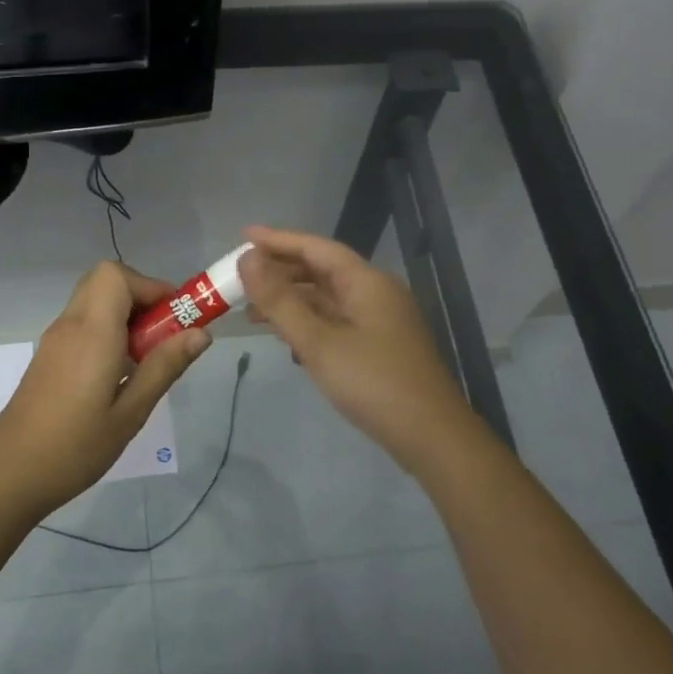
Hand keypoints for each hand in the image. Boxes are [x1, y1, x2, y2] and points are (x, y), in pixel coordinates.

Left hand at [0, 262, 209, 518]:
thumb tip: (201, 333)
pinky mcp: (48, 356)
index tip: (176, 318)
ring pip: (93, 300)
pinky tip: (118, 373)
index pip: (117, 275)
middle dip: (141, 296)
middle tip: (163, 335)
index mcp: (91, 333)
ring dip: (125, 314)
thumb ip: (164, 367)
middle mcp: (69, 325)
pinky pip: (82, 323)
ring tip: (145, 358)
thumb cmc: (75, 448)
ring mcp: (54, 340)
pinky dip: (107, 329)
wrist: (9, 475)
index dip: (151, 286)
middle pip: (105, 280)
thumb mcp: (130, 413)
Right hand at [238, 226, 480, 473]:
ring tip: (252, 311)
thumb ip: (280, 300)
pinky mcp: (379, 345)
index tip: (243, 237)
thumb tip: (247, 259)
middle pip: (322, 270)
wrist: (431, 436)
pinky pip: (336, 321)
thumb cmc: (373, 383)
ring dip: (291, 300)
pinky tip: (287, 338)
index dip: (278, 240)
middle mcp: (375, 293)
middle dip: (280, 272)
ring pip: (328, 298)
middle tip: (240, 278)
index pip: (316, 248)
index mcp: (366, 282)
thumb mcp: (318, 342)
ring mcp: (380, 320)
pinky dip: (308, 322)